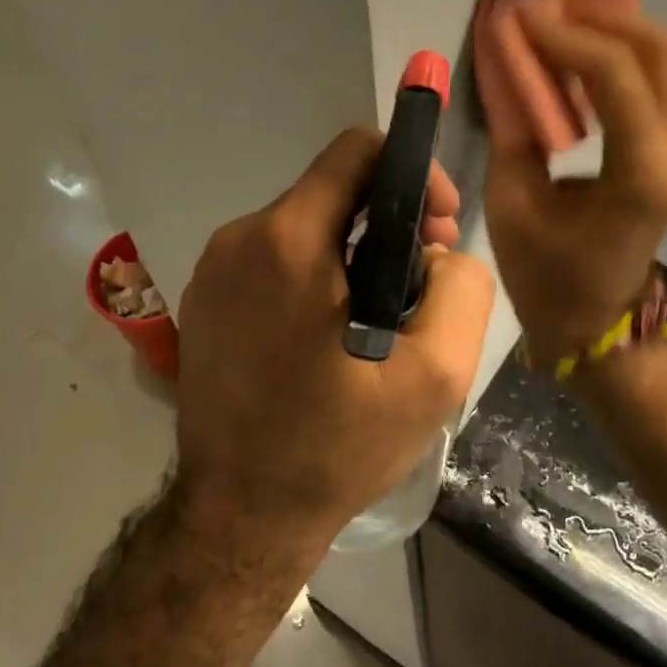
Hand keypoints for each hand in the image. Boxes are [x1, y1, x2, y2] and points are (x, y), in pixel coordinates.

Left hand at [173, 128, 495, 554]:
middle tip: (422, 279)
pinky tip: (330, 333)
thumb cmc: (336, 447)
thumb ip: (462, 288)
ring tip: (380, 316)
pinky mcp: (204, 299)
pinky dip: (313, 273)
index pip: (357, 149)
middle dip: (390, 218)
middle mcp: (240, 238)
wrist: (238, 517)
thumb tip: (438, 251)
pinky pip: (272, 258)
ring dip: (353, 250)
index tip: (438, 225)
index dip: (413, 171)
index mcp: (288, 240)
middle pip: (332, 189)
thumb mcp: (435, 376)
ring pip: (305, 224)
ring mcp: (213, 268)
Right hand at [484, 3, 666, 361]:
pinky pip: (656, 80)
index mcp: (641, 175)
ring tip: (560, 18)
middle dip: (603, 16)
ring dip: (614, 28)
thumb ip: (511, 125)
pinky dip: (619, 53)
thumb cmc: (547, 276)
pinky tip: (577, 50)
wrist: (596, 324)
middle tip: (547, 7)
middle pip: (661, 50)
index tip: (519, 15)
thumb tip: (504, 58)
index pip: (616, 76)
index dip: (565, 36)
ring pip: (666, 58)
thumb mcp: (511, 203)